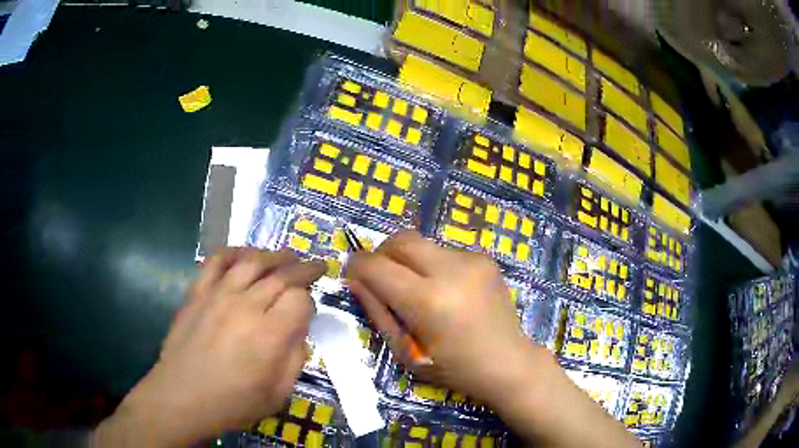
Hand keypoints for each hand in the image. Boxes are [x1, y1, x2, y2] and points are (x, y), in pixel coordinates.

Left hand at [92, 248, 325, 446]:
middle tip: (315, 265)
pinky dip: (234, 251)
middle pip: (281, 274)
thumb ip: (295, 359)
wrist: (182, 397)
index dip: (309, 302)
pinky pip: (217, 260)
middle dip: (303, 268)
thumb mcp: (277, 394)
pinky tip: (244, 254)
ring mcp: (218, 294)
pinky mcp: (197, 292)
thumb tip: (298, 331)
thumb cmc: (233, 402)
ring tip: (286, 256)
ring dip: (274, 255)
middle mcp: (246, 306)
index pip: (300, 299)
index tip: (307, 311)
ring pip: (252, 261)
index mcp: (269, 335)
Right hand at [347, 232, 639, 447]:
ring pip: (422, 244)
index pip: (375, 266)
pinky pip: (445, 251)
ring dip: (409, 261)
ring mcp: (472, 260)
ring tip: (418, 289)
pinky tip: (446, 290)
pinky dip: (433, 265)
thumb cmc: (454, 368)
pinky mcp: (485, 258)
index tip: (352, 276)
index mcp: (427, 301)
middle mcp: (451, 270)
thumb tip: (356, 281)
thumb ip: (377, 312)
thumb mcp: (406, 351)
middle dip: (381, 253)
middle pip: (400, 239)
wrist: (509, 363)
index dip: (356, 267)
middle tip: (381, 278)